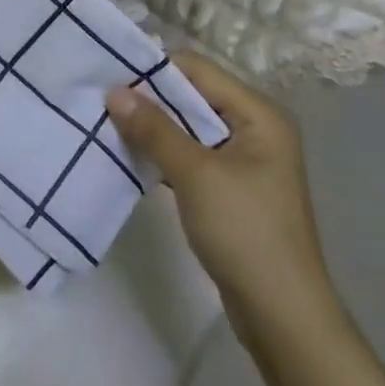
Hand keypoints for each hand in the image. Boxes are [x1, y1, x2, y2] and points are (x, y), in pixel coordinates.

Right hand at [105, 52, 337, 339]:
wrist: (282, 316)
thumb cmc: (245, 233)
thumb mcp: (195, 175)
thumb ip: (154, 129)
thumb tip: (113, 91)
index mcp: (259, 114)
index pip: (197, 69)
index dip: (154, 69)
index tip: (109, 75)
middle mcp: (255, 128)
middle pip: (193, 95)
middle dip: (149, 98)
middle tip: (102, 100)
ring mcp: (244, 159)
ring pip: (188, 126)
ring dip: (153, 126)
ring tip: (109, 124)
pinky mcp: (231, 186)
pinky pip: (191, 153)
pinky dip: (164, 152)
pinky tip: (131, 154)